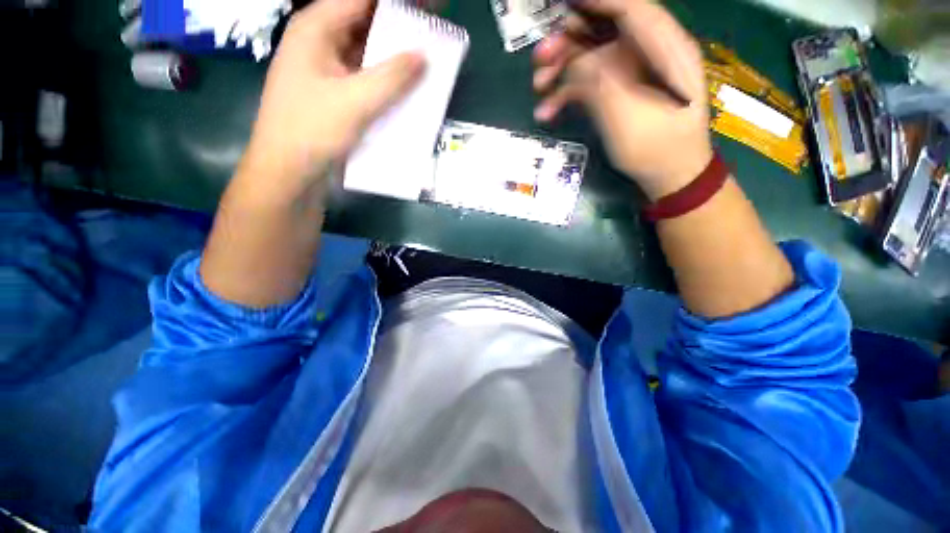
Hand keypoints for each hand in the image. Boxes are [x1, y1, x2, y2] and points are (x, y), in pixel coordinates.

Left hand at [238, 0, 425, 200]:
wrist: (288, 173)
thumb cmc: (312, 132)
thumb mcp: (355, 102)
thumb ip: (391, 77)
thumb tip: (423, 56)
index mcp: (316, 29)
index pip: (364, 0)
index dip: (400, 4)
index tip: (430, 9)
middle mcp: (321, 42)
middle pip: (366, 21)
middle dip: (400, 25)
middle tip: (434, 32)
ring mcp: (327, 69)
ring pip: (366, 50)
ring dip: (394, 54)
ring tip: (426, 59)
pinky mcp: (334, 93)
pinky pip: (365, 76)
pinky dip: (385, 79)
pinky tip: (405, 86)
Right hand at [533, 0, 711, 200]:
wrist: (668, 177)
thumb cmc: (655, 149)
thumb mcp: (627, 118)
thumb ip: (601, 84)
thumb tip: (574, 62)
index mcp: (665, 50)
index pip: (631, 8)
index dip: (595, 1)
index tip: (562, 3)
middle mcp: (648, 54)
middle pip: (605, 30)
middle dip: (569, 40)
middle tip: (540, 58)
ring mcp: (632, 75)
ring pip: (592, 57)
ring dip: (562, 70)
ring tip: (538, 87)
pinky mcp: (619, 94)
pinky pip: (590, 84)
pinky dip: (567, 95)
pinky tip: (548, 112)